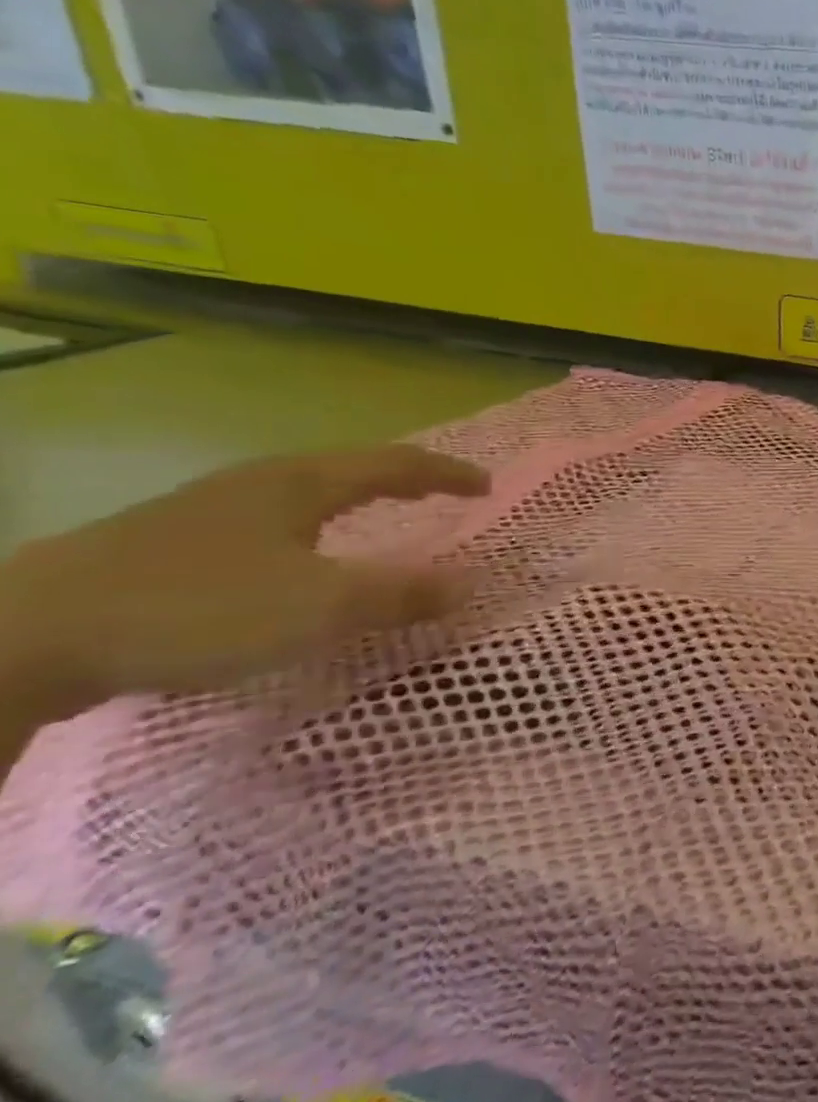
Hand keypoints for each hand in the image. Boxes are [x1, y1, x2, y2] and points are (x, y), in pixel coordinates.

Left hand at [0, 446, 489, 713]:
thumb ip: (401, 595)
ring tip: (376, 520)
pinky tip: (291, 562)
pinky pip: (266, 523)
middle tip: (439, 495)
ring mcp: (203, 511)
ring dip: (351, 503)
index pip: (394, 464)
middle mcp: (256, 484)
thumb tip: (470, 583)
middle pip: (346, 469)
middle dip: (401, 480)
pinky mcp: (164, 544)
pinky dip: (307, 531)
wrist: (22, 636)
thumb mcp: (320, 608)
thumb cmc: (197, 608)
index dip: (446, 473)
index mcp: (299, 484)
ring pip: (301, 494)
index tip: (487, 486)